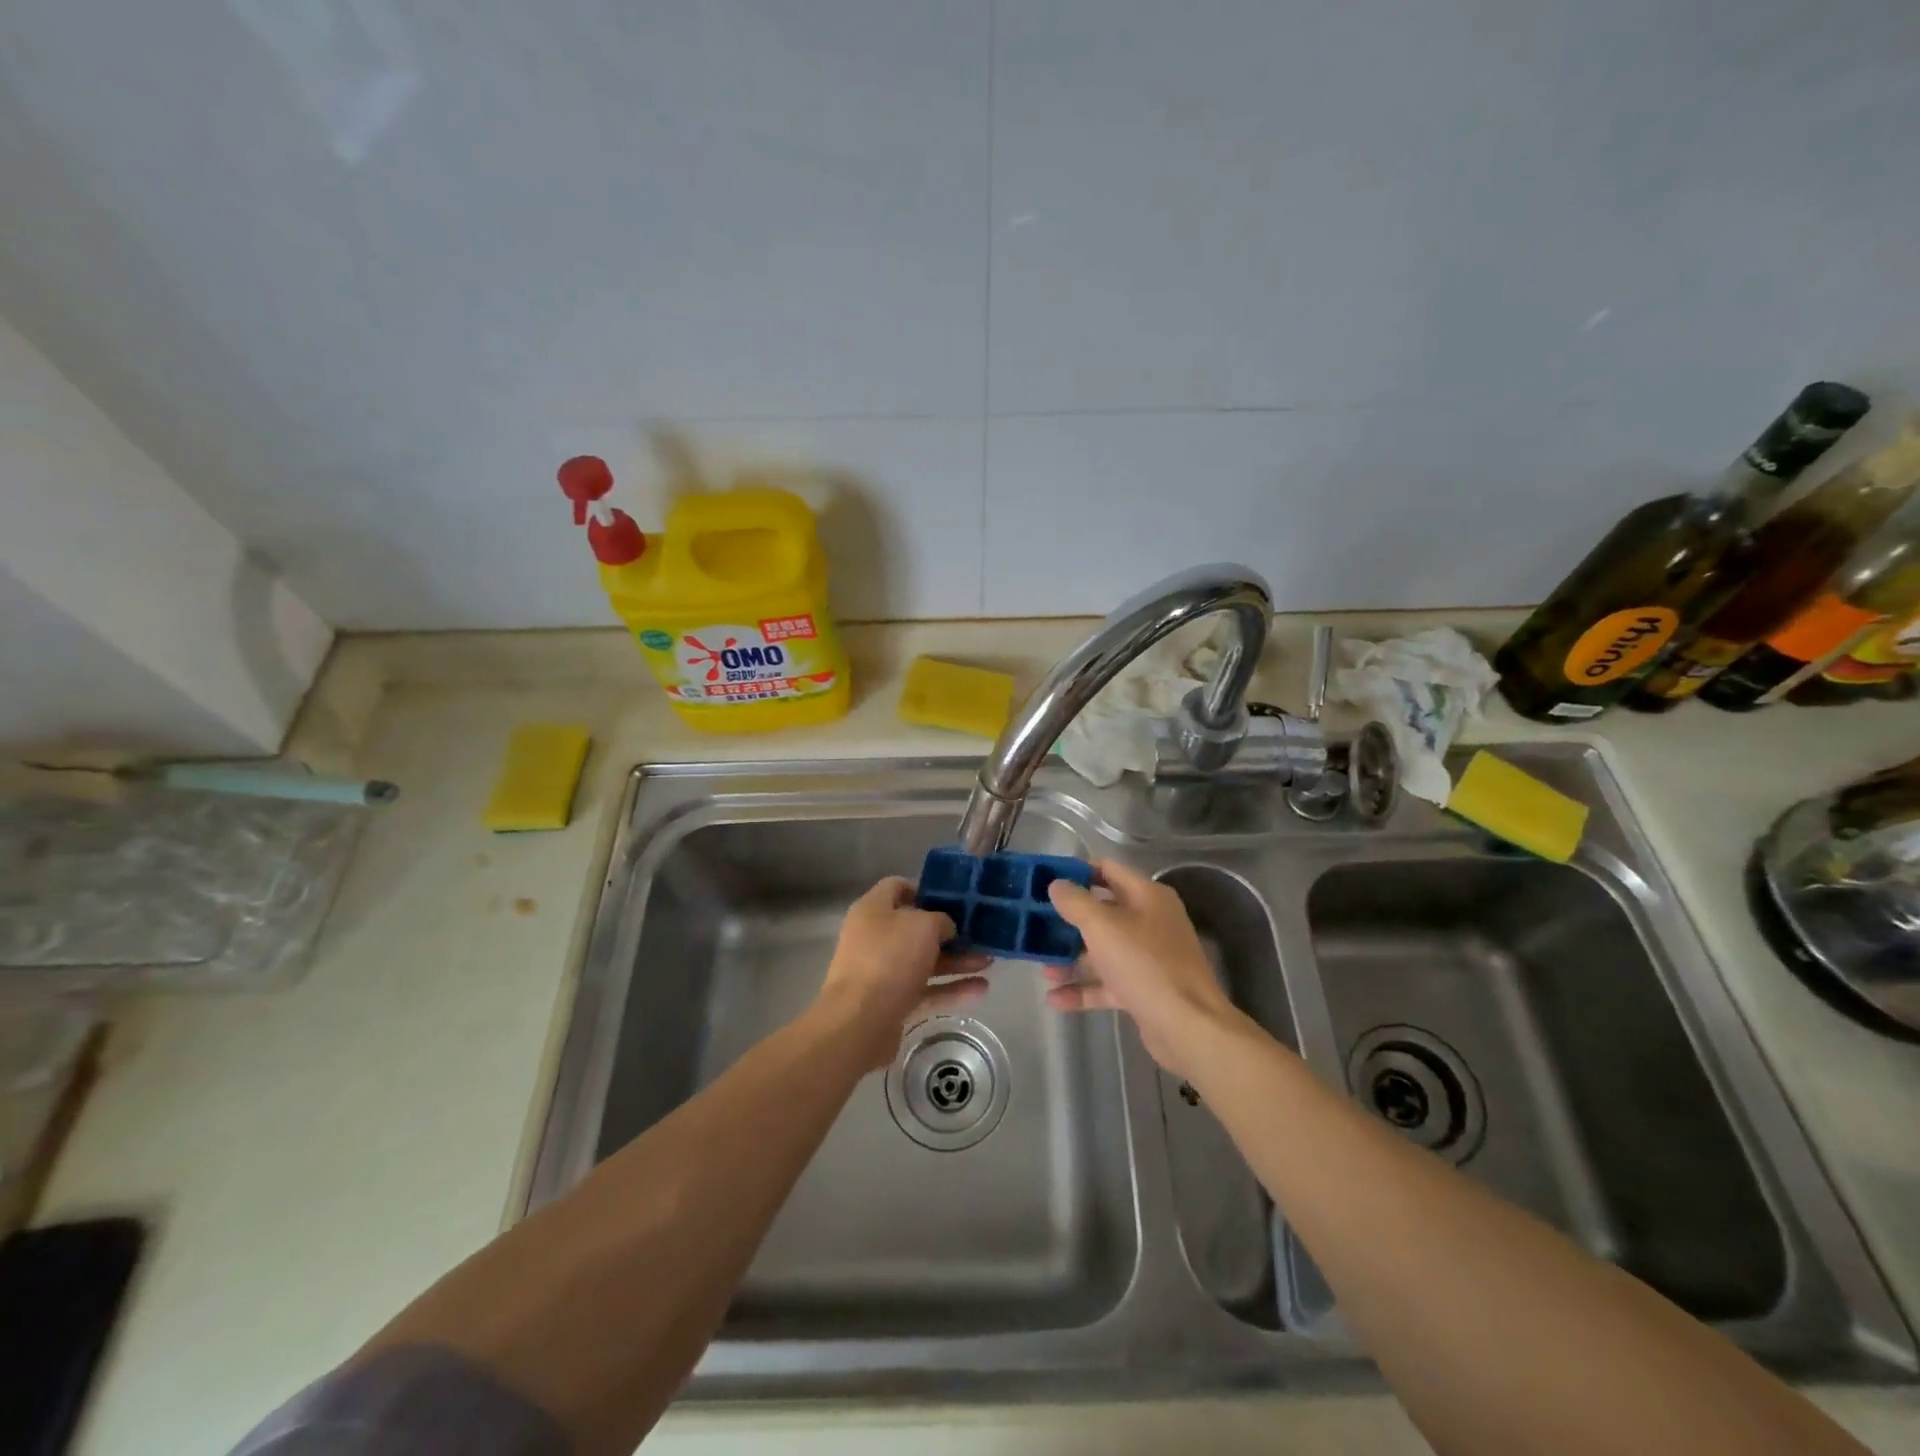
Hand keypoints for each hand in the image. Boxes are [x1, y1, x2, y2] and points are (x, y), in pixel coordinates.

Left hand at [814, 877, 990, 1067]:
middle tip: (979, 934)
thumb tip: (946, 929)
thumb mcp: (923, 926)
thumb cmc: (889, 959)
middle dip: (950, 932)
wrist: (859, 1022)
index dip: (926, 890)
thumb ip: (941, 920)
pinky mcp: (892, 1002)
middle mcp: (875, 937)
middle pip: (916, 928)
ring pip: (925, 961)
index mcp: (873, 910)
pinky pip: (926, 990)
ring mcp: (882, 972)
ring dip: (956, 961)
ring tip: (989, 962)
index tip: (955, 899)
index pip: (898, 887)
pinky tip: (981, 990)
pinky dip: (951, 989)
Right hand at [1045, 860, 1241, 1077]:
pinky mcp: (1144, 989)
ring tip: (1043, 969)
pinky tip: (1054, 999)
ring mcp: (1148, 957)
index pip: (1107, 870)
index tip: (1044, 880)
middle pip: (1102, 912)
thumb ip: (1076, 902)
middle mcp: (1150, 921)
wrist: (1188, 1026)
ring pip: (1102, 950)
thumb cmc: (1145, 964)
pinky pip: (1107, 983)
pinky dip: (1083, 989)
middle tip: (1036, 925)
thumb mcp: (1103, 926)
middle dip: (1068, 921)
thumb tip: (1057, 884)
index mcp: (1147, 896)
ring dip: (1072, 958)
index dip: (1076, 872)